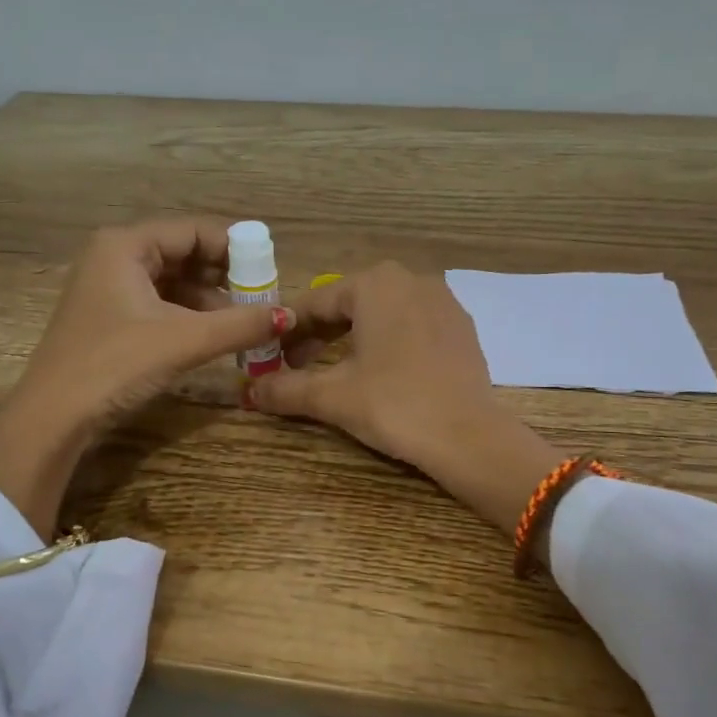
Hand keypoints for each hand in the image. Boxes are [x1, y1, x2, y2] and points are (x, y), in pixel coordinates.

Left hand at [0, 217, 293, 535]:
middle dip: (225, 274)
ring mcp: (108, 286)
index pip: (193, 230)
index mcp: (125, 245)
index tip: (271, 270)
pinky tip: (215, 333)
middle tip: (263, 296)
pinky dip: (189, 314)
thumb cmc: (115, 365)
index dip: (236, 247)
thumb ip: (240, 324)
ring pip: (173, 280)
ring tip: (246, 319)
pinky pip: (160, 302)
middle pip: (183, 252)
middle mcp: (114, 256)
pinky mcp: (109, 315)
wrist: (53, 418)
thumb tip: (290, 317)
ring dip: (210, 298)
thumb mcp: (184, 341)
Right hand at [249, 263, 567, 537]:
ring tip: (336, 370)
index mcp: (375, 284)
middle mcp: (411, 280)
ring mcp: (443, 301)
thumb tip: (247, 391)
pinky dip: (389, 342)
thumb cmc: (393, 404)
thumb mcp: (332, 396)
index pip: (315, 303)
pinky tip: (382, 371)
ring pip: (382, 313)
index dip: (287, 330)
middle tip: (297, 365)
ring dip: (354, 337)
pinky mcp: (462, 327)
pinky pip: (412, 325)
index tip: (269, 355)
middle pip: (350, 304)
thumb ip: (285, 388)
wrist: (469, 436)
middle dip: (319, 334)